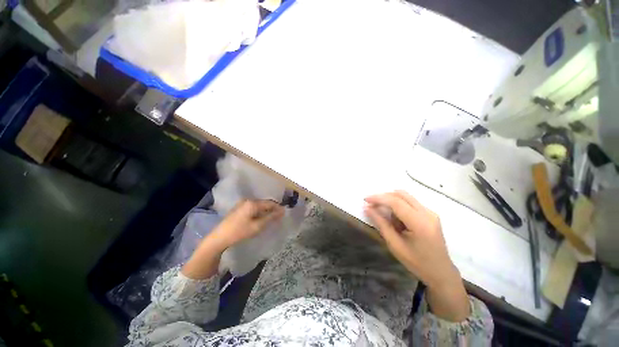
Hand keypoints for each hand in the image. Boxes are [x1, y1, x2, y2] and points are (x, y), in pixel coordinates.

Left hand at [182, 200, 283, 279]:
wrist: (219, 238)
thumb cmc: (239, 232)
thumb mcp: (257, 226)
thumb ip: (270, 217)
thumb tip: (282, 211)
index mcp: (252, 203)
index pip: (269, 203)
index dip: (278, 208)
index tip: (284, 213)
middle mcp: (247, 200)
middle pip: (264, 203)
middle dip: (272, 209)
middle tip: (278, 217)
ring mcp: (242, 204)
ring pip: (258, 206)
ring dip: (265, 211)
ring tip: (271, 218)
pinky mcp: (238, 208)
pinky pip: (252, 208)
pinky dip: (258, 212)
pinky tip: (260, 218)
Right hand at [364, 190, 469, 320]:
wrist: (441, 272)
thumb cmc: (417, 263)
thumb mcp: (395, 245)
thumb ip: (381, 224)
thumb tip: (367, 208)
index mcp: (420, 223)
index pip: (396, 202)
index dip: (378, 198)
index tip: (365, 199)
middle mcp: (427, 213)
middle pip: (401, 194)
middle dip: (384, 197)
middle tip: (372, 205)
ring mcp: (431, 212)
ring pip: (405, 196)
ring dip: (391, 201)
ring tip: (386, 217)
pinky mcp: (430, 213)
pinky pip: (410, 202)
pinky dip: (399, 206)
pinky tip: (397, 220)